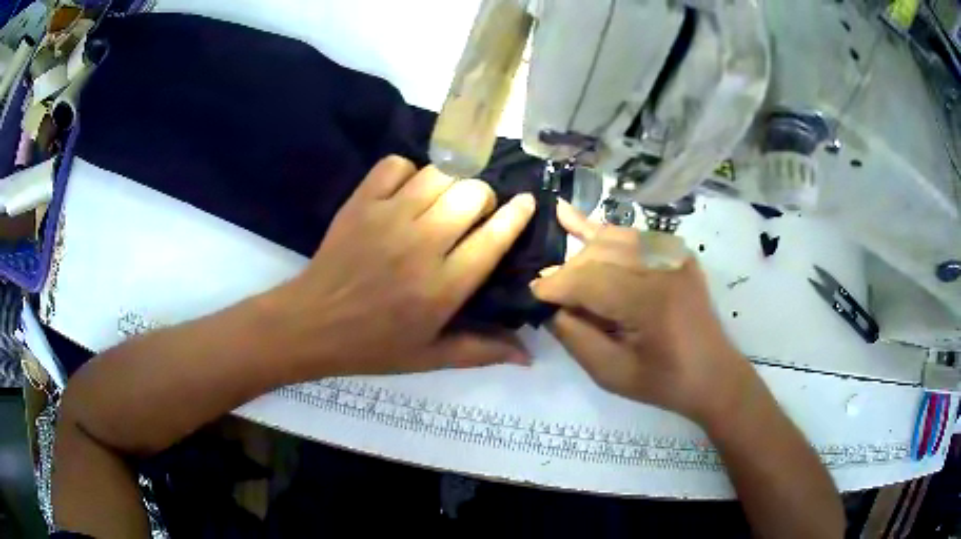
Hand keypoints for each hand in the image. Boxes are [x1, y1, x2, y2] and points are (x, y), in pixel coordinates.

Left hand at [266, 156, 535, 376]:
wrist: (312, 325)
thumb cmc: (373, 346)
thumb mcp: (430, 357)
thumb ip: (482, 352)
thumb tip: (529, 356)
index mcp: (444, 286)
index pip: (494, 237)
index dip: (517, 214)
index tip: (526, 203)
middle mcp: (422, 244)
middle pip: (472, 193)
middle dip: (483, 198)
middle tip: (472, 214)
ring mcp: (388, 217)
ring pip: (439, 174)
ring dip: (450, 183)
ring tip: (441, 202)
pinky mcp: (361, 202)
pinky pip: (396, 165)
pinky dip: (408, 172)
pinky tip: (405, 193)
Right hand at [532, 201, 752, 423]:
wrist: (714, 374)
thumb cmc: (664, 382)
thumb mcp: (611, 374)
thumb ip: (575, 337)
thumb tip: (552, 305)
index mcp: (650, 302)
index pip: (589, 280)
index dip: (555, 285)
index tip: (531, 293)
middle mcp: (662, 267)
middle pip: (598, 254)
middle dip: (568, 271)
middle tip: (550, 291)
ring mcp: (673, 255)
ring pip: (612, 238)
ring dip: (583, 251)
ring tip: (560, 264)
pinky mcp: (676, 252)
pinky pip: (632, 237)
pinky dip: (604, 234)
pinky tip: (574, 218)